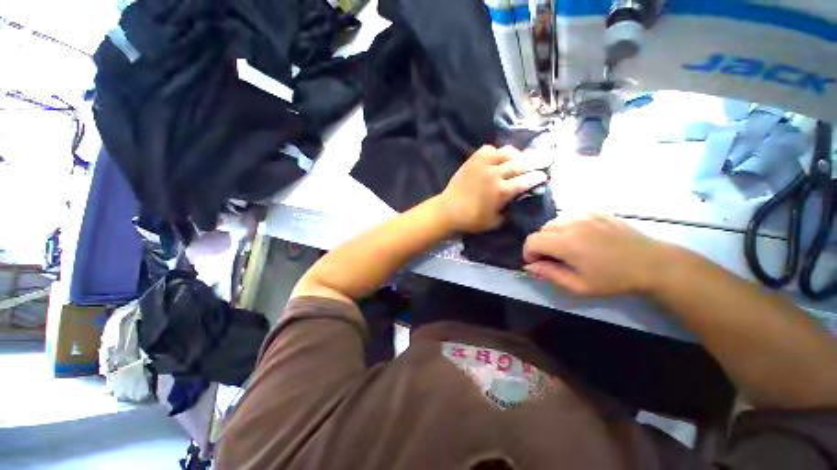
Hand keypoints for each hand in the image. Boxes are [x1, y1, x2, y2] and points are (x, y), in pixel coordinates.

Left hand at [438, 145, 547, 232]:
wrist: (448, 209)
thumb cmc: (471, 219)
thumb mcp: (495, 221)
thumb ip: (508, 211)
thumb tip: (517, 201)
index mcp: (502, 191)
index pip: (526, 180)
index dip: (537, 177)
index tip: (544, 175)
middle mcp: (496, 174)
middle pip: (521, 164)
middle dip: (536, 161)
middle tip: (545, 158)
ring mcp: (484, 164)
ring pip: (506, 152)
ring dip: (517, 154)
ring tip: (520, 157)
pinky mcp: (473, 160)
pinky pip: (489, 149)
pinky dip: (497, 151)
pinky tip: (498, 156)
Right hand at [523, 213, 669, 295]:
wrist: (651, 263)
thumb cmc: (614, 279)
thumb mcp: (579, 285)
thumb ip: (549, 274)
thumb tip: (529, 266)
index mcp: (566, 243)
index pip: (531, 241)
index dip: (529, 253)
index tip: (538, 263)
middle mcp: (571, 223)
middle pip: (540, 231)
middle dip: (540, 245)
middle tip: (554, 258)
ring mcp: (583, 214)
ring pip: (553, 222)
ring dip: (552, 235)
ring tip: (567, 247)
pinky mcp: (594, 211)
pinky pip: (568, 216)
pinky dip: (566, 226)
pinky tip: (580, 237)